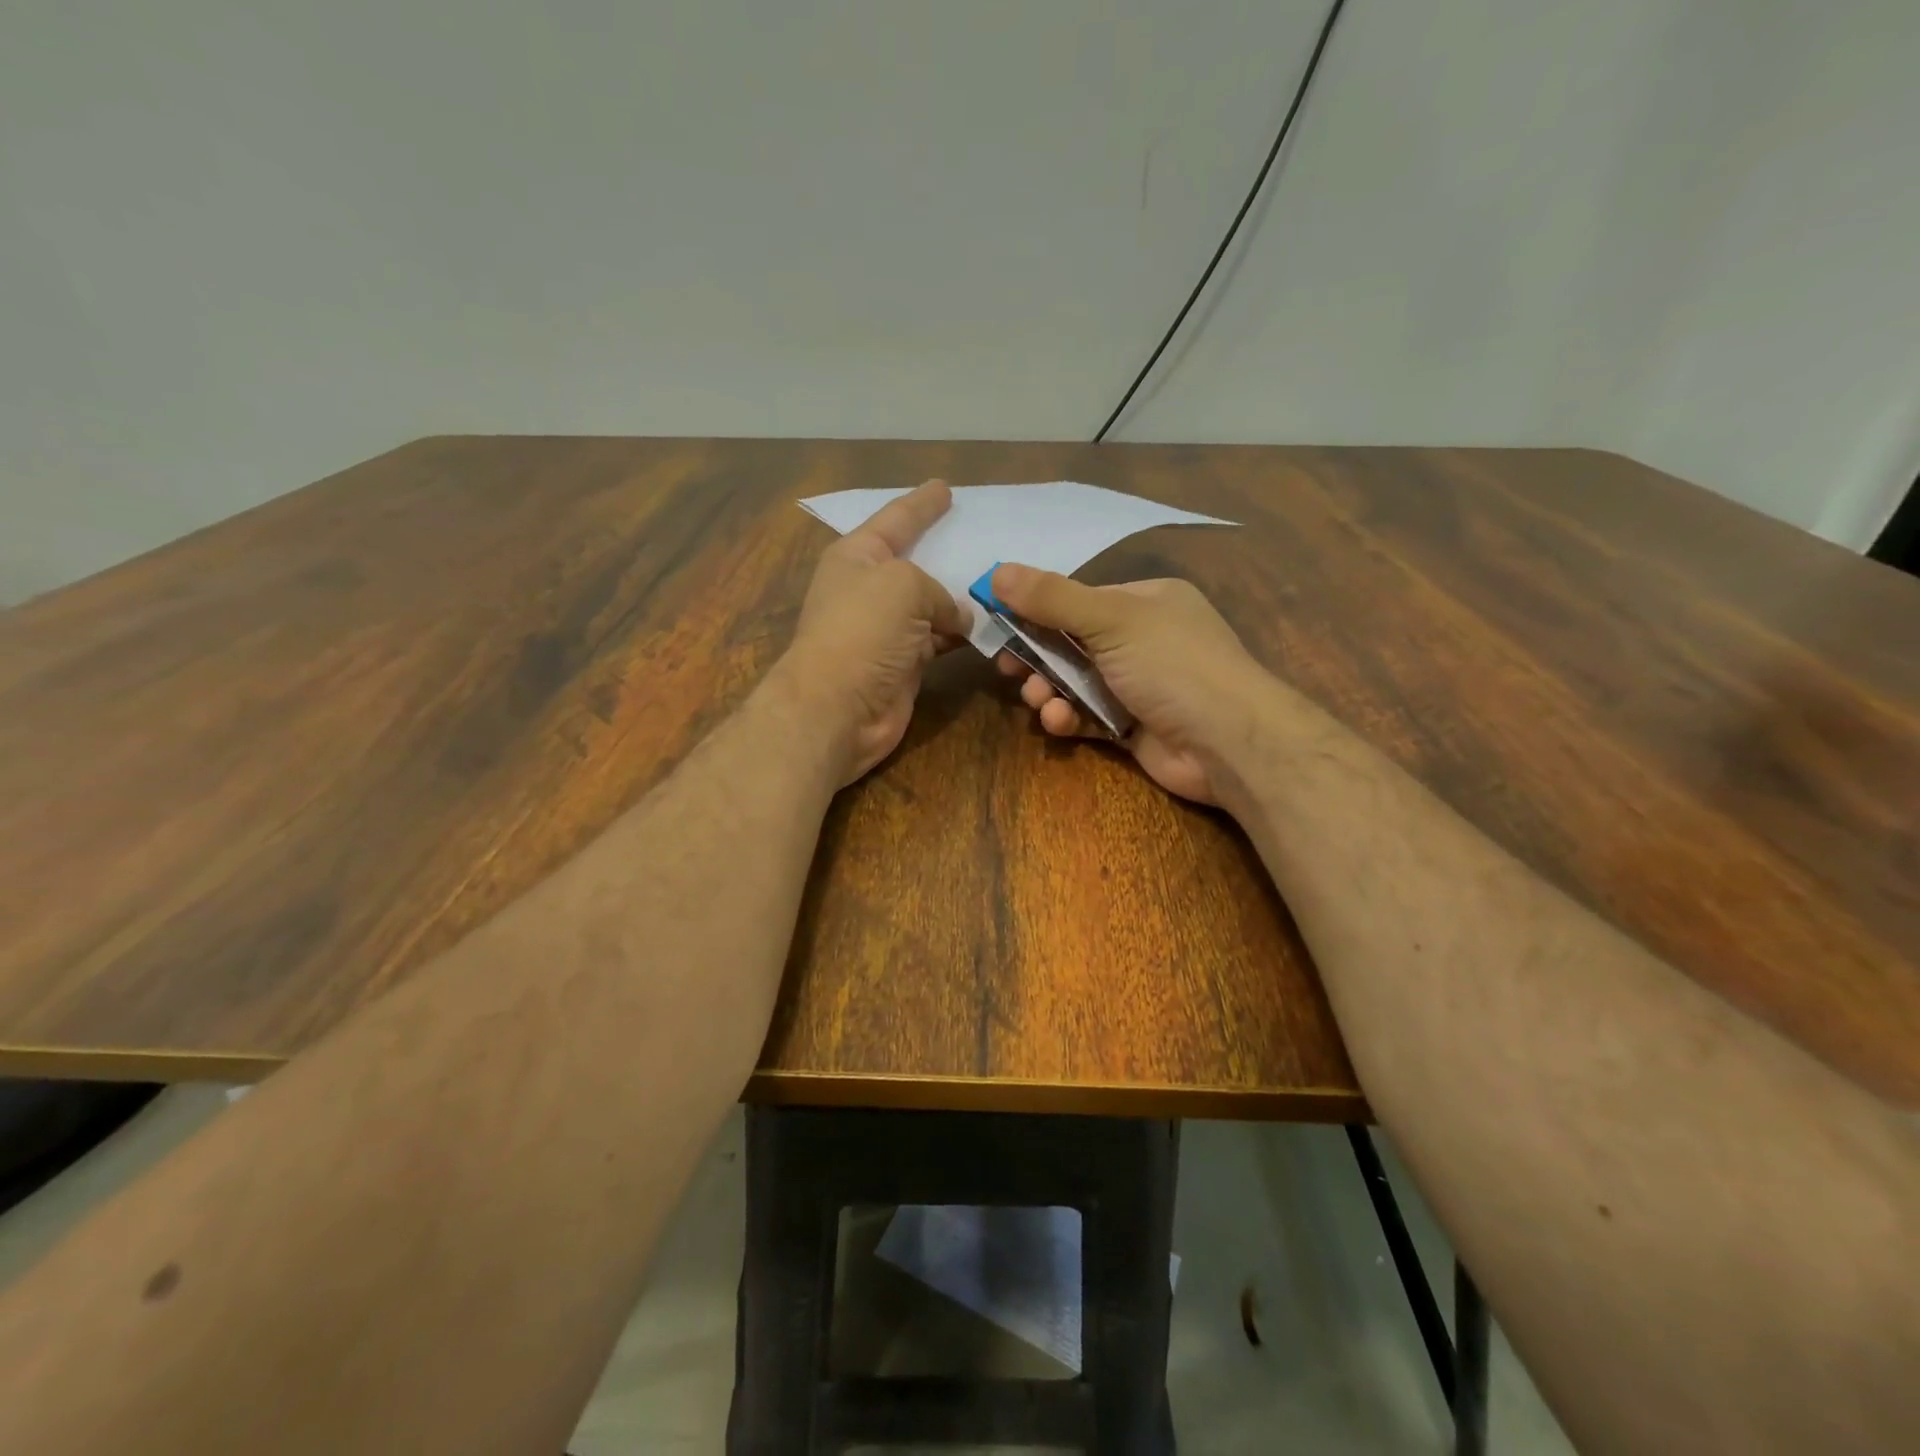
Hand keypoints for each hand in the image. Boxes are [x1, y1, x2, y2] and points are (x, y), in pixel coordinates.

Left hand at [778, 481, 970, 784]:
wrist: (838, 707)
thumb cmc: (864, 630)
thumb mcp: (904, 585)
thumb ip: (939, 591)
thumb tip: (958, 618)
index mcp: (857, 556)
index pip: (895, 519)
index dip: (921, 504)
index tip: (945, 488)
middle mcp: (869, 589)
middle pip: (915, 562)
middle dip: (947, 551)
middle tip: (985, 537)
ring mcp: (886, 630)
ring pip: (932, 605)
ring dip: (961, 599)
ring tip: (1000, 585)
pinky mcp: (903, 664)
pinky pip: (939, 639)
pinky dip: (962, 634)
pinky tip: (989, 627)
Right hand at [990, 565, 1267, 804]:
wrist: (1228, 742)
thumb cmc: (1172, 665)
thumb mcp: (1110, 619)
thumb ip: (1052, 598)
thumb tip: (996, 572)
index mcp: (1146, 601)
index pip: (1079, 600)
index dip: (1037, 611)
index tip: (1000, 624)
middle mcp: (1143, 639)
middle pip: (1073, 643)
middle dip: (1039, 657)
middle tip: (1009, 669)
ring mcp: (1139, 685)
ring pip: (1076, 682)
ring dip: (1050, 690)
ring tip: (1039, 701)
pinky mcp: (1134, 726)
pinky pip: (1089, 716)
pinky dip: (1070, 718)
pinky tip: (1059, 722)